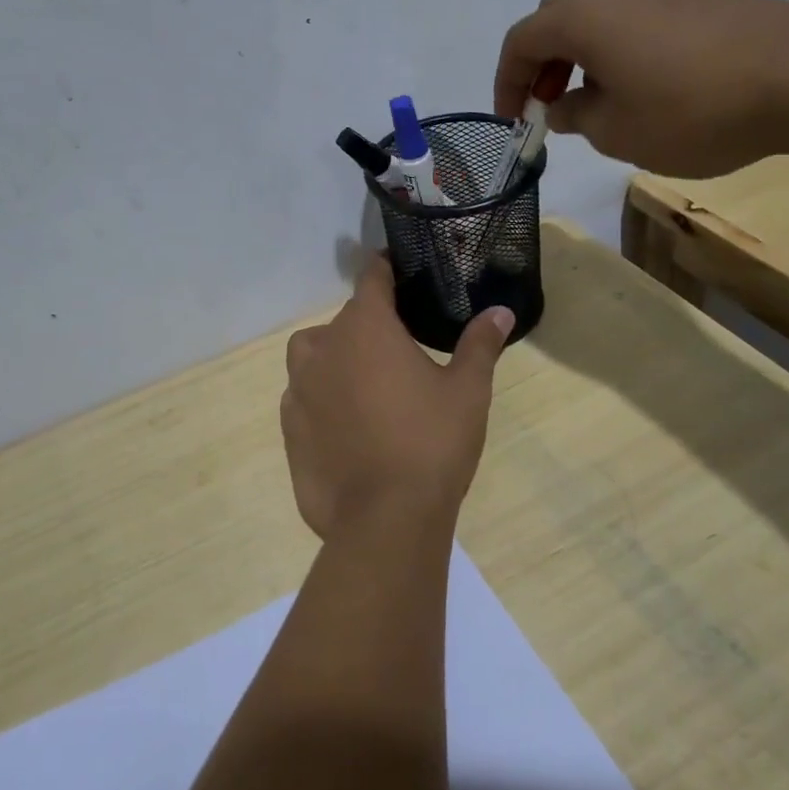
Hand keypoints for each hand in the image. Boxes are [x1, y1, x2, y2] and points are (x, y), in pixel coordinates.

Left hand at [281, 255, 512, 544]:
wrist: (385, 520)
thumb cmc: (431, 443)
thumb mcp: (467, 391)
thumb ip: (480, 344)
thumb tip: (501, 311)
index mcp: (364, 327)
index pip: (372, 277)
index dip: (386, 269)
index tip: (399, 269)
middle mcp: (322, 347)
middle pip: (345, 321)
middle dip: (370, 326)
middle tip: (401, 349)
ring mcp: (298, 388)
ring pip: (315, 355)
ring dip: (338, 358)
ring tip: (369, 385)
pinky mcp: (287, 426)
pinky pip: (304, 396)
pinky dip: (323, 398)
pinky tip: (348, 425)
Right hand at [494, 0, 788, 176]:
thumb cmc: (692, 108)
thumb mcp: (617, 131)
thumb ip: (576, 116)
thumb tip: (564, 105)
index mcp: (580, 16)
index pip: (520, 42)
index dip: (506, 83)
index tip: (513, 121)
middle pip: (554, 18)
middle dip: (541, 63)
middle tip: (550, 105)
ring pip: (595, 14)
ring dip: (579, 54)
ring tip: (595, 99)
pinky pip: (633, 15)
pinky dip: (616, 46)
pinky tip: (641, 83)